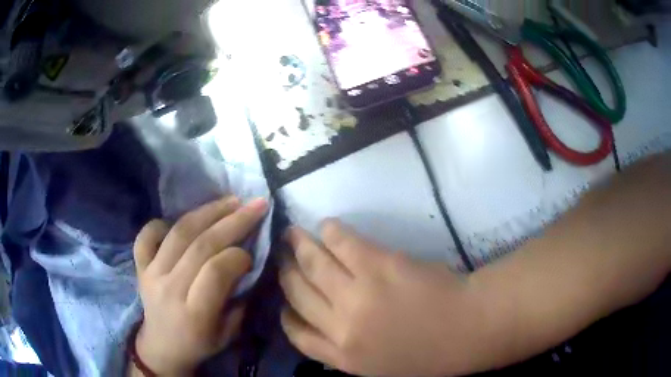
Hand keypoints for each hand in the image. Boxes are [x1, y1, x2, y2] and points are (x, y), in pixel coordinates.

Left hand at [132, 196, 267, 375]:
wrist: (161, 347)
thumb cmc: (200, 344)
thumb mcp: (229, 334)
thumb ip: (239, 299)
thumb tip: (248, 262)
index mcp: (195, 313)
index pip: (216, 272)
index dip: (238, 255)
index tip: (252, 251)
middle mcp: (170, 289)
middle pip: (201, 245)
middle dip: (233, 221)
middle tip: (255, 204)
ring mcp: (151, 274)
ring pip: (178, 232)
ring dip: (207, 212)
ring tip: (230, 200)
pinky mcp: (140, 266)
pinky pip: (147, 235)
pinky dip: (162, 222)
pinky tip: (181, 220)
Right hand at [280, 220, 486, 376]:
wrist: (466, 328)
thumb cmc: (427, 351)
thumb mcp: (378, 365)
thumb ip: (345, 349)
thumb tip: (325, 323)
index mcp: (343, 357)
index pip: (297, 333)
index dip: (285, 312)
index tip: (284, 300)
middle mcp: (341, 326)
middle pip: (298, 294)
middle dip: (286, 273)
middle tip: (284, 258)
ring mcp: (357, 294)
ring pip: (314, 265)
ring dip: (300, 246)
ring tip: (293, 235)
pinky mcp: (376, 265)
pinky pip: (342, 243)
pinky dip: (330, 232)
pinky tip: (327, 227)